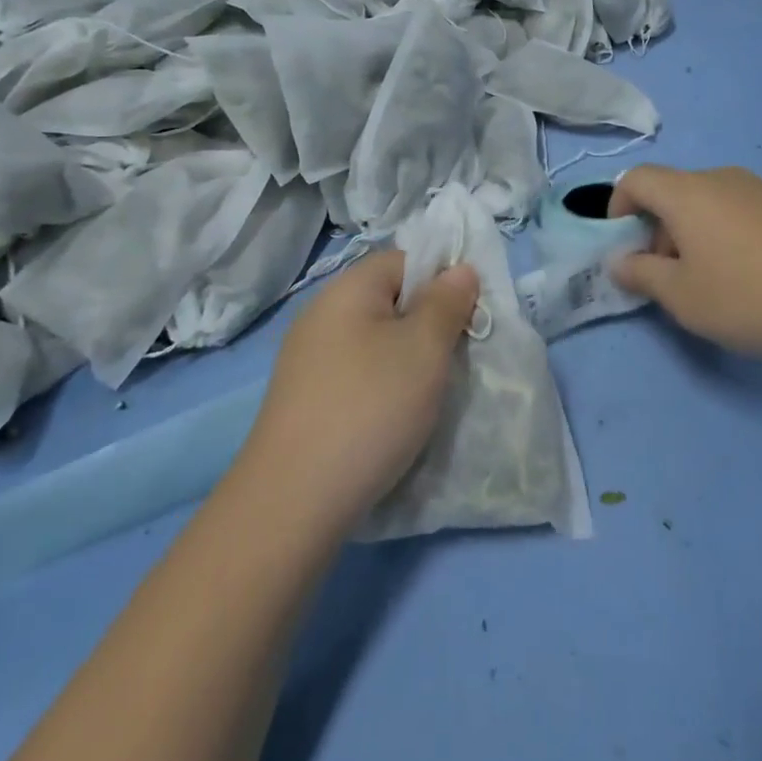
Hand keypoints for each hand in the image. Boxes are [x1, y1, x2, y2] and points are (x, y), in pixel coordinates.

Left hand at [240, 249, 479, 536]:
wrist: (293, 500)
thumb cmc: (370, 407)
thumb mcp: (424, 348)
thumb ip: (447, 302)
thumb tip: (459, 269)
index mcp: (348, 288)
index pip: (406, 260)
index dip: (443, 280)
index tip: (468, 318)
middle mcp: (321, 313)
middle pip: (389, 299)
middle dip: (427, 323)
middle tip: (454, 359)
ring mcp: (307, 358)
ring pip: (374, 340)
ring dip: (406, 359)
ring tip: (427, 393)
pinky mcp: (303, 397)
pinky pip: (355, 372)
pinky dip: (380, 385)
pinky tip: (391, 418)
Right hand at [609, 165, 761, 362]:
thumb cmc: (748, 296)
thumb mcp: (682, 297)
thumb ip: (640, 275)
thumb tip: (618, 261)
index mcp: (687, 193)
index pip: (636, 179)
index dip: (617, 207)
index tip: (623, 246)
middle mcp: (721, 179)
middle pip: (672, 192)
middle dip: (657, 229)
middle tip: (667, 276)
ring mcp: (761, 189)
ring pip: (707, 202)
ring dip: (692, 233)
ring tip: (710, 279)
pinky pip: (739, 210)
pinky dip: (725, 232)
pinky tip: (750, 274)